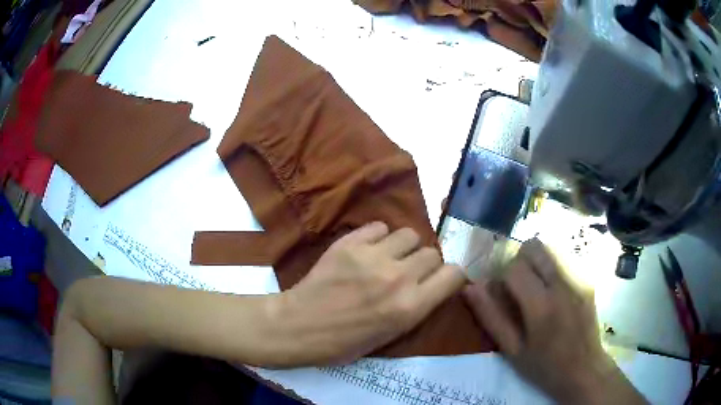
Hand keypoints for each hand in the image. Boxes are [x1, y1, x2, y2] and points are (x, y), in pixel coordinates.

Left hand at [270, 222, 465, 366]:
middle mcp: (399, 278)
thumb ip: (416, 307)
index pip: (454, 275)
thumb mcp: (390, 336)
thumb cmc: (343, 343)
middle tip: (408, 272)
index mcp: (411, 307)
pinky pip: (379, 227)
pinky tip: (366, 250)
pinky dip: (378, 237)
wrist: (299, 326)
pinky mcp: (350, 243)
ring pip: (409, 234)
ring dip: (404, 247)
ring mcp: (373, 257)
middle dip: (425, 263)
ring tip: (388, 257)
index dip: (451, 276)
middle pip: (432, 252)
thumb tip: (430, 286)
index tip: (441, 280)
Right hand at [463, 239, 645, 404]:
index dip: (501, 277)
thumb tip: (470, 288)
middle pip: (534, 247)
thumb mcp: (512, 350)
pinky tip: (552, 288)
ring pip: (550, 247)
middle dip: (519, 260)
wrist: (585, 368)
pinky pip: (564, 256)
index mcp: (541, 306)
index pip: (513, 268)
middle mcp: (563, 284)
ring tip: (535, 286)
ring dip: (536, 261)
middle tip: (517, 285)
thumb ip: (491, 318)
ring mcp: (579, 277)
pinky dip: (551, 265)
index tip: (501, 293)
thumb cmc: (545, 366)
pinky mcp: (588, 277)